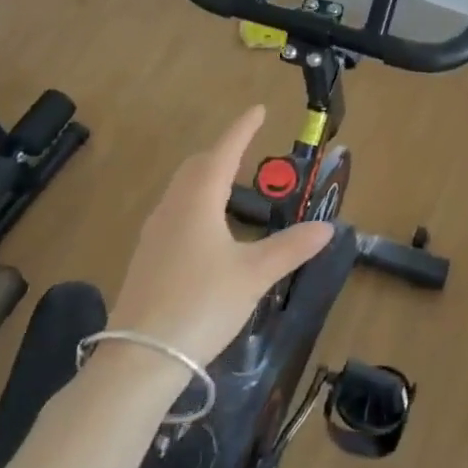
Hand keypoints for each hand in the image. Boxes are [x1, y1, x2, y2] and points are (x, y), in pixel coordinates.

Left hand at [109, 105, 334, 364]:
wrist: (141, 357)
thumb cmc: (202, 304)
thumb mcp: (254, 275)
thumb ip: (291, 248)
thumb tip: (327, 227)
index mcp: (198, 202)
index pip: (223, 153)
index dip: (242, 129)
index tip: (258, 109)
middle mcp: (172, 208)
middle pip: (197, 166)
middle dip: (222, 151)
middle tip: (245, 147)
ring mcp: (154, 234)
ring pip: (181, 190)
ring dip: (205, 176)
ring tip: (229, 184)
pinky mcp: (147, 258)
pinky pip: (174, 212)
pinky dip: (195, 203)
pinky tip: (206, 229)